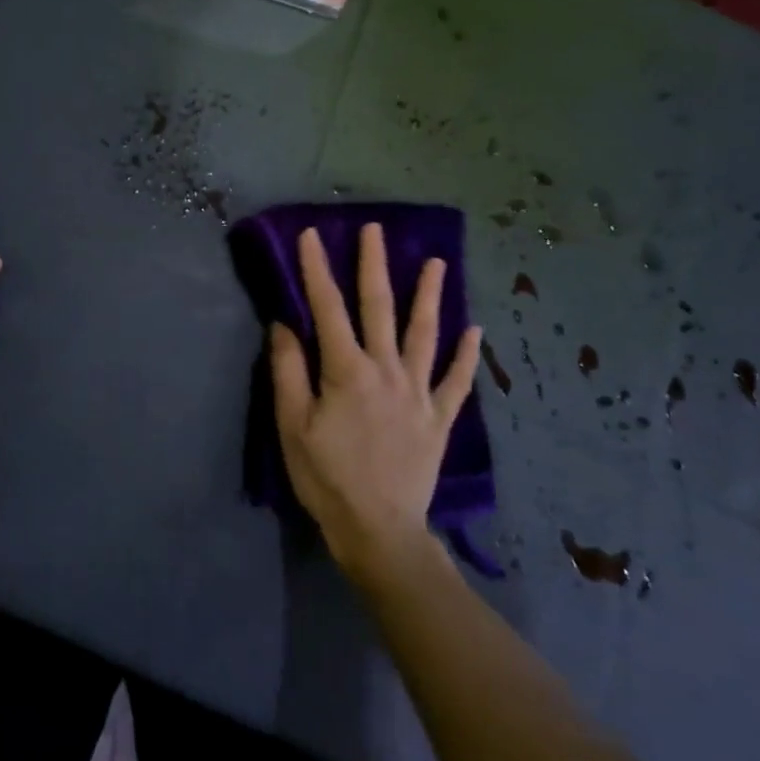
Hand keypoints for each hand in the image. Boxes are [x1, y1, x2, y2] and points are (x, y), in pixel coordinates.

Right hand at [269, 223, 481, 580]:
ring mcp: (418, 393)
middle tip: (376, 230)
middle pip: (380, 308)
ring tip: (437, 264)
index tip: (312, 235)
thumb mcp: (292, 425)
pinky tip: (474, 331)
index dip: (317, 269)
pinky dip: (466, 355)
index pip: (328, 308)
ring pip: (425, 334)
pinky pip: (456, 380)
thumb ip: (288, 371)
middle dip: (375, 265)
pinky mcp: (438, 418)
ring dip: (430, 296)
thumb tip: (284, 324)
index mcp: (347, 371)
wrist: (378, 529)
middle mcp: (387, 370)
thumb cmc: (326, 477)